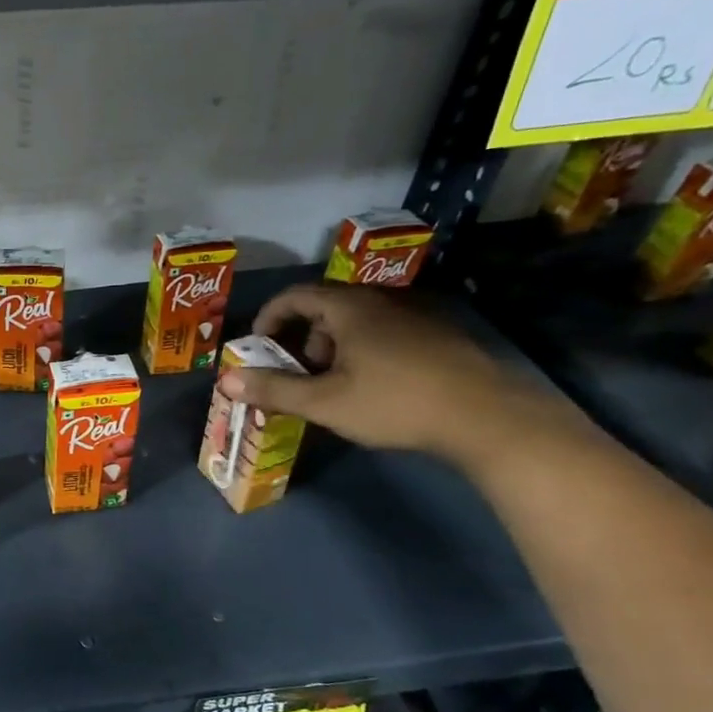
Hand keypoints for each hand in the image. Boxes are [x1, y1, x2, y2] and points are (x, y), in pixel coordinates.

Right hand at [216, 283, 571, 468]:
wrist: (486, 416)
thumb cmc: (394, 403)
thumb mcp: (324, 403)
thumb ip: (273, 390)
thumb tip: (226, 380)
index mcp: (350, 309)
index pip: (295, 295)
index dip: (268, 318)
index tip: (257, 348)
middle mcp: (381, 302)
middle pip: (325, 308)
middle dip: (300, 340)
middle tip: (295, 375)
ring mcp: (414, 317)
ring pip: (355, 323)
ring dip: (330, 349)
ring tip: (331, 387)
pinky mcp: (436, 336)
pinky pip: (382, 334)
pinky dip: (360, 352)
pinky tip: (370, 389)